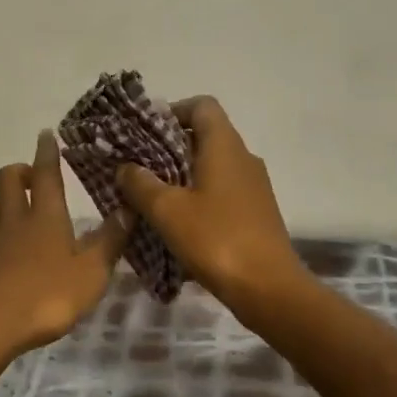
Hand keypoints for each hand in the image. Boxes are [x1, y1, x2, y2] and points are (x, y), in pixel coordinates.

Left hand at [0, 130, 133, 358]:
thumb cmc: (48, 295)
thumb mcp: (92, 272)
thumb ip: (109, 241)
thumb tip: (128, 209)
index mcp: (46, 217)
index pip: (46, 174)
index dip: (47, 153)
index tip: (45, 134)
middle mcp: (15, 222)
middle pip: (6, 181)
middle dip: (17, 172)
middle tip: (31, 178)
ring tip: (10, 213)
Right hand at [116, 96, 302, 304]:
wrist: (270, 290)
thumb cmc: (216, 239)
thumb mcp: (167, 210)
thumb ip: (141, 184)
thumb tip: (126, 167)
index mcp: (224, 145)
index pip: (202, 105)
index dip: (173, 111)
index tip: (146, 134)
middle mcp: (243, 157)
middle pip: (205, 135)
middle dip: (169, 148)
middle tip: (139, 168)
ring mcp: (254, 186)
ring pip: (212, 165)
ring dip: (182, 175)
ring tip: (152, 198)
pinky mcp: (256, 212)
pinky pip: (222, 190)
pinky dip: (199, 197)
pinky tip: (178, 224)